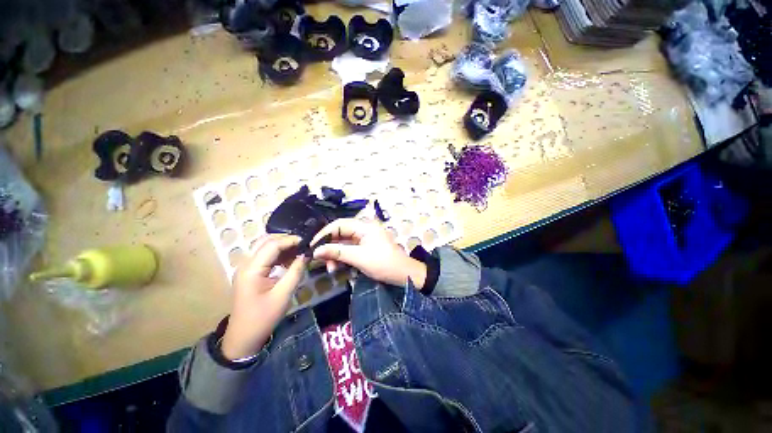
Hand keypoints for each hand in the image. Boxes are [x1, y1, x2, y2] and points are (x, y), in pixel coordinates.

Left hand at [221, 234, 307, 359]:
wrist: (243, 338)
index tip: (308, 243)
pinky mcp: (250, 273)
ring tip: (300, 251)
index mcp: (252, 269)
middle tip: (304, 245)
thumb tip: (307, 254)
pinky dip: (278, 254)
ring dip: (283, 246)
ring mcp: (247, 268)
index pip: (272, 244)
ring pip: (265, 247)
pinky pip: (265, 256)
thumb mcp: (283, 294)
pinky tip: (290, 260)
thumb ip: (296, 271)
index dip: (291, 240)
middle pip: (266, 241)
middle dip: (286, 240)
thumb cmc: (263, 318)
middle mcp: (246, 264)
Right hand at [310, 218, 426, 288]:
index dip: (324, 234)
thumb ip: (337, 252)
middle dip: (329, 247)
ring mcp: (365, 240)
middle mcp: (364, 230)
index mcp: (364, 226)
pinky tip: (338, 268)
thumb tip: (315, 251)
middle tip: (320, 261)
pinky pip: (349, 251)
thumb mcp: (359, 258)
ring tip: (331, 269)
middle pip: (340, 234)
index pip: (339, 224)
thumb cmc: (383, 264)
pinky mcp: (366, 249)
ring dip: (335, 255)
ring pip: (343, 244)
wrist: (404, 275)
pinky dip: (342, 259)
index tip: (313, 246)